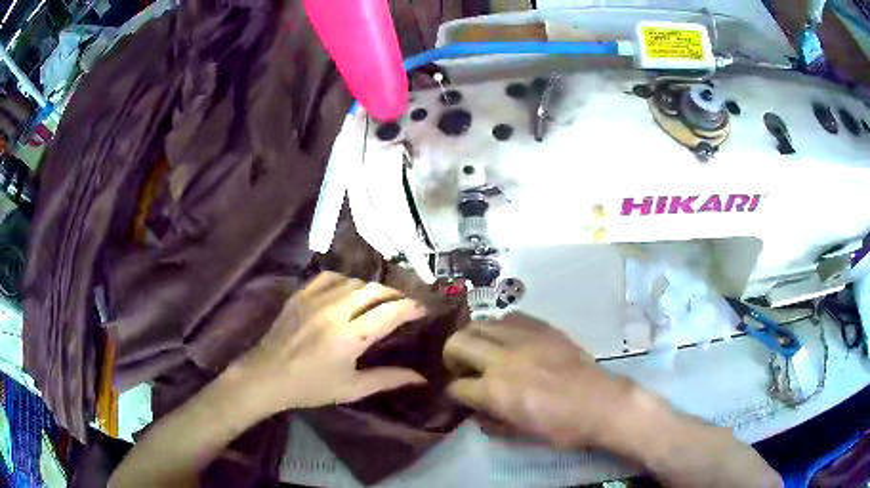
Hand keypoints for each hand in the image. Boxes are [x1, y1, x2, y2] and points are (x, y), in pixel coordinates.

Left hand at [234, 272, 427, 414]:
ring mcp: (315, 298)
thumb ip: (388, 379)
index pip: (390, 311)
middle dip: (395, 295)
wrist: (267, 375)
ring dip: (372, 289)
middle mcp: (335, 310)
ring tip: (379, 301)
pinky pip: (331, 276)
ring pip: (355, 281)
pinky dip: (346, 281)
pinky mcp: (301, 294)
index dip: (411, 307)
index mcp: (350, 337)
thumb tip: (421, 378)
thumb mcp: (352, 389)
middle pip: (375, 290)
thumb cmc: (311, 387)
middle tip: (404, 306)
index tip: (423, 310)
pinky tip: (349, 292)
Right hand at [444, 313, 781, 487]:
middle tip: (459, 367)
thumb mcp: (522, 434)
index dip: (453, 393)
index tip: (457, 395)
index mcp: (498, 390)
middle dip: (451, 355)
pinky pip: (511, 317)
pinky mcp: (543, 328)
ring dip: (474, 337)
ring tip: (482, 350)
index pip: (457, 387)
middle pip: (460, 343)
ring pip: (481, 324)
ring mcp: (524, 339)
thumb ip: (493, 421)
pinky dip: (501, 327)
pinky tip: (509, 339)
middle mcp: (504, 359)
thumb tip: (478, 412)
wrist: (604, 403)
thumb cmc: (564, 427)